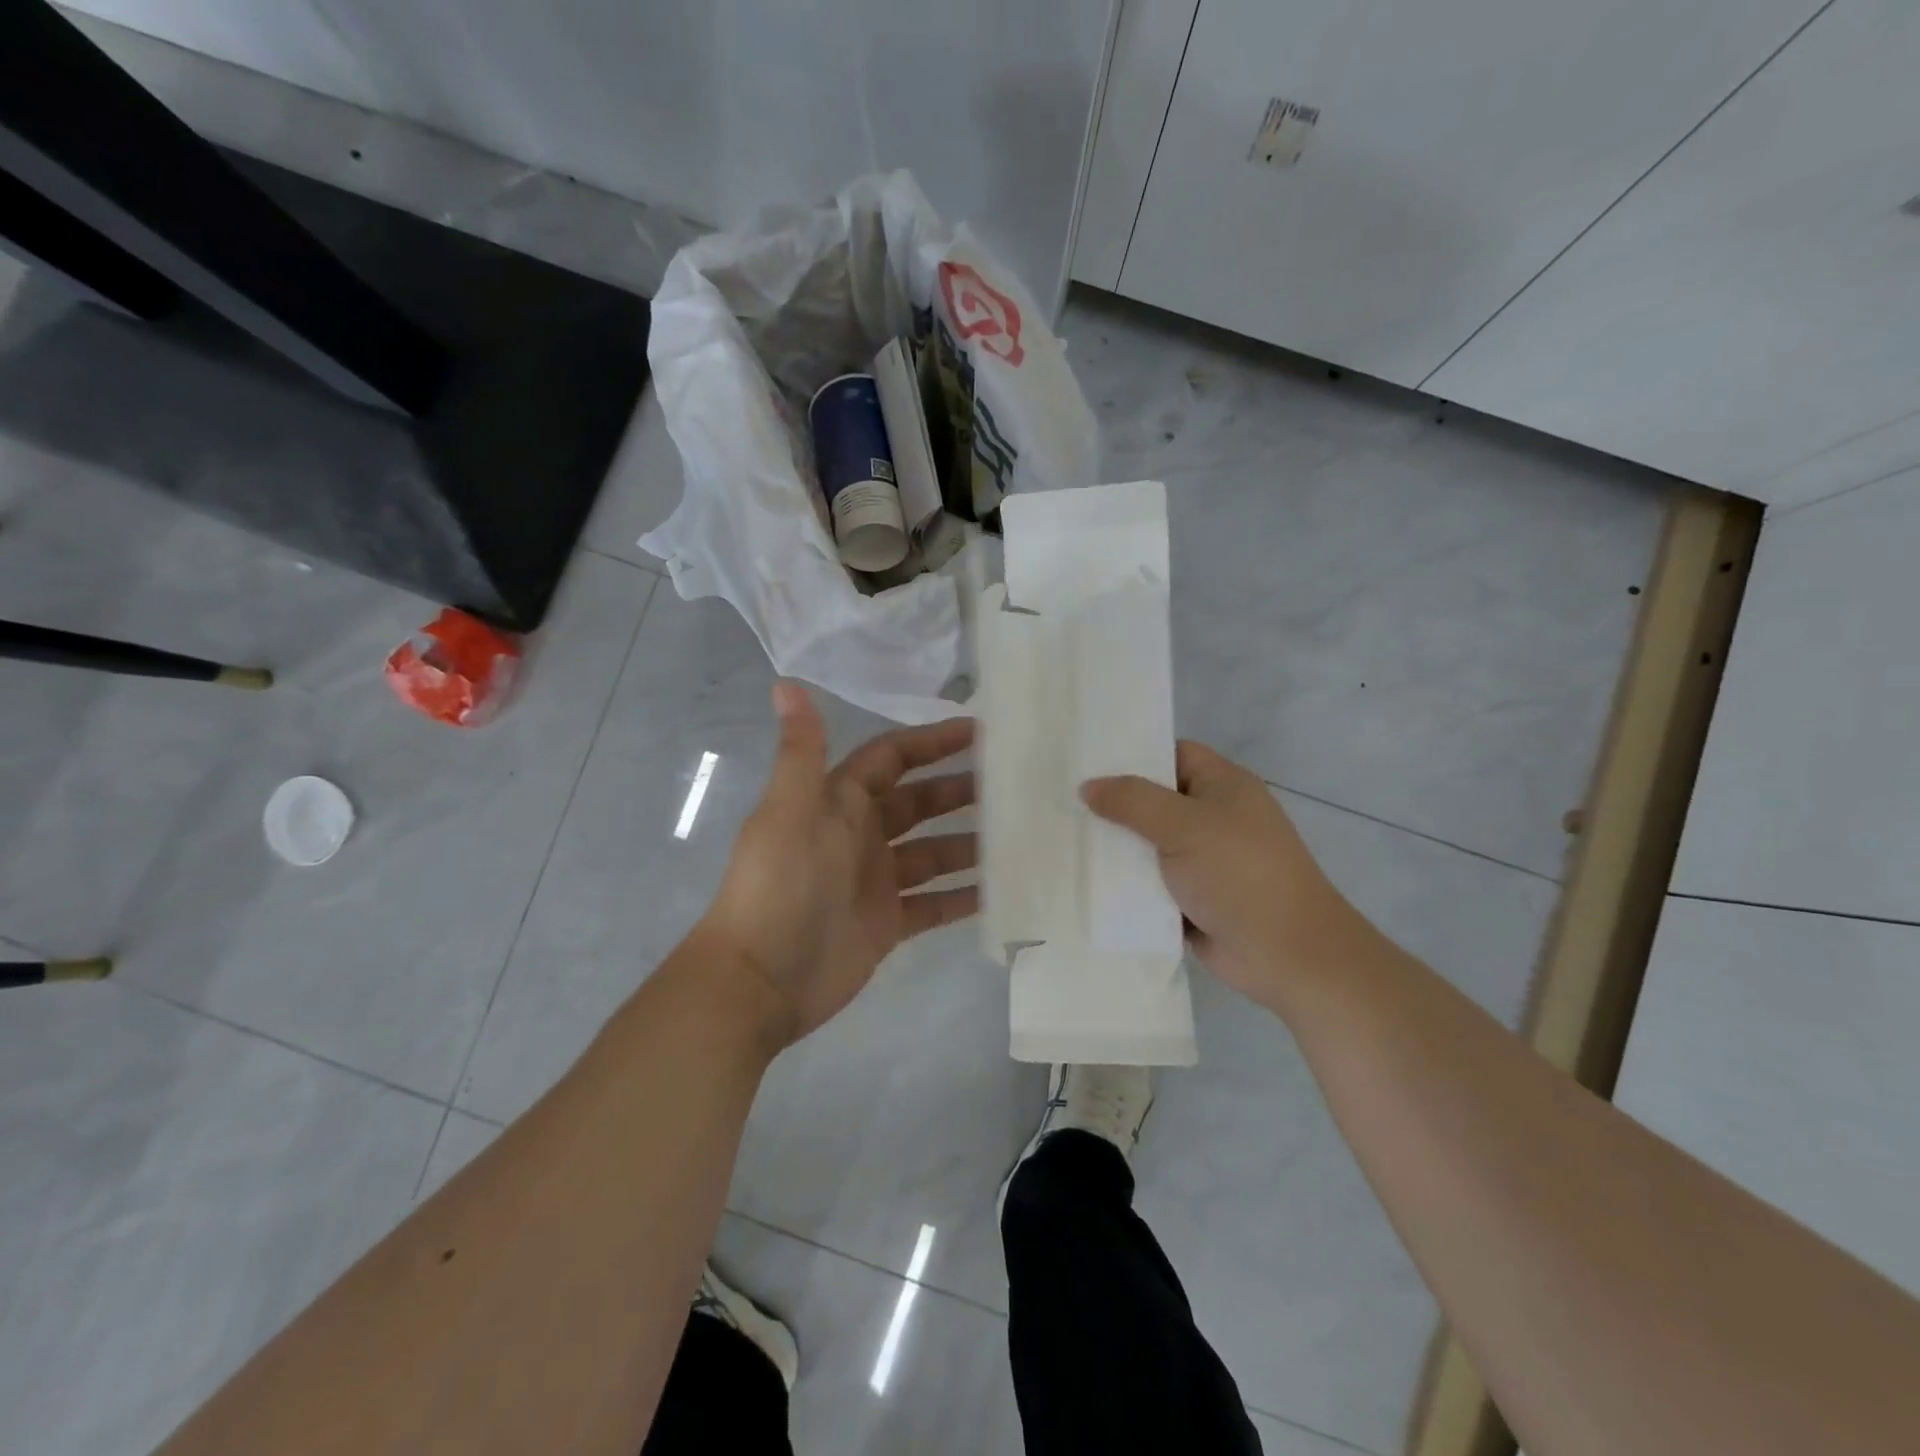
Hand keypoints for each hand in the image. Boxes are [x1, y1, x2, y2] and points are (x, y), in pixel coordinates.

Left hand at [696, 682, 977, 1049]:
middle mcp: (859, 836)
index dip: (931, 743)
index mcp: (837, 803)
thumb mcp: (788, 812)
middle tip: (1013, 785)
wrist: (759, 981)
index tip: (980, 732)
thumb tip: (785, 683)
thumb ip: (800, 751)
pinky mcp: (888, 924)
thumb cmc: (777, 887)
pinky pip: (936, 903)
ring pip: (934, 852)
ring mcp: (876, 881)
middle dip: (960, 791)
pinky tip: (1002, 889)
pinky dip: (965, 896)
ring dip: (971, 843)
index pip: (891, 759)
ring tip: (1019, 835)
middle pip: (919, 803)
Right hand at [1082, 741, 1370, 1007]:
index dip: (1134, 754)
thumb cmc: (1240, 873)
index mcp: (1223, 786)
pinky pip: (1150, 882)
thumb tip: (1088, 786)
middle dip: (1114, 804)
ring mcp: (1203, 861)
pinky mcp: (1191, 899)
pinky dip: (1125, 883)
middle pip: (1154, 800)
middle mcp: (1214, 818)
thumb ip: (1132, 801)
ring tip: (1061, 838)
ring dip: (1116, 848)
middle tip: (1062, 801)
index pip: (1173, 754)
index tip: (1086, 761)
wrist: (1286, 954)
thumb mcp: (1184, 825)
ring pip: (1148, 844)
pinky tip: (1083, 880)